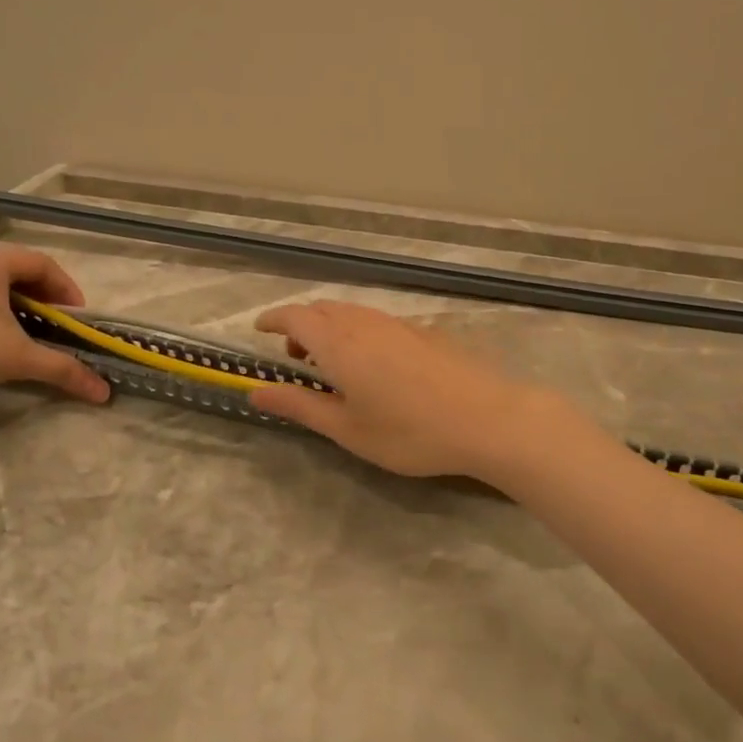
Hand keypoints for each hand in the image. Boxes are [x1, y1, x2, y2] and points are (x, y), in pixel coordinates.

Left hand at [0, 245, 110, 420]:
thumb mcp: (17, 358)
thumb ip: (63, 369)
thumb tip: (105, 392)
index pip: (45, 265)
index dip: (68, 291)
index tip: (80, 320)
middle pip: (24, 273)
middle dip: (48, 300)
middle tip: (62, 327)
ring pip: (2, 288)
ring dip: (26, 309)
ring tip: (38, 336)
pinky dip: (2, 316)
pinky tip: (6, 343)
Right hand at [250, 300, 571, 481]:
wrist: (487, 418)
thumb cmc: (409, 431)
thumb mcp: (347, 428)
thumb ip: (299, 406)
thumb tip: (254, 391)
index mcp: (338, 344)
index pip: (295, 317)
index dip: (273, 319)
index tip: (259, 329)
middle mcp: (365, 323)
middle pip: (322, 309)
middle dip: (300, 326)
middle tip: (294, 358)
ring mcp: (398, 324)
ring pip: (351, 313)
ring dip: (330, 328)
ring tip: (332, 365)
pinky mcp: (424, 331)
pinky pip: (377, 321)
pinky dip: (358, 332)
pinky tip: (374, 365)